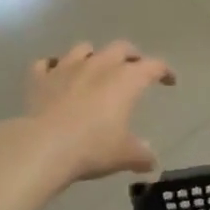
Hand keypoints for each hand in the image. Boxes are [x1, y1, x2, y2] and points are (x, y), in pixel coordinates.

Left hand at [16, 41, 175, 183]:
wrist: (43, 147)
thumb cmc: (92, 147)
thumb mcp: (124, 155)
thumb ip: (141, 155)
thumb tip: (152, 162)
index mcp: (125, 79)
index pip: (153, 66)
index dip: (164, 71)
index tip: (170, 80)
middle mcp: (98, 65)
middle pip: (120, 47)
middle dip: (130, 55)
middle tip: (134, 66)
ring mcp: (66, 68)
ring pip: (83, 49)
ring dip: (92, 55)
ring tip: (94, 68)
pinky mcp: (40, 79)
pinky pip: (45, 64)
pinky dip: (52, 67)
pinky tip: (54, 75)